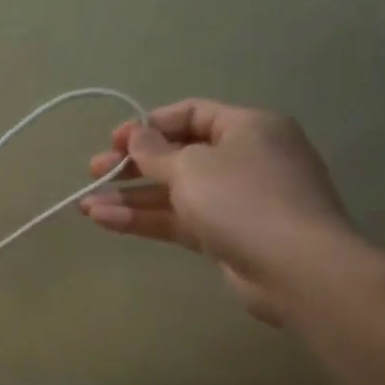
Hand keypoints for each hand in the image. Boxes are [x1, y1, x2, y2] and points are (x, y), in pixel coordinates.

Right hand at [79, 99, 354, 324]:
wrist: (297, 270)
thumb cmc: (242, 200)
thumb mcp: (190, 167)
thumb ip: (155, 152)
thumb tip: (137, 137)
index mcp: (247, 128)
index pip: (191, 114)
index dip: (148, 125)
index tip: (113, 142)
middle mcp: (245, 159)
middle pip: (178, 155)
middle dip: (132, 165)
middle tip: (94, 172)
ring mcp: (238, 200)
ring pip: (175, 192)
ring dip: (130, 197)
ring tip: (86, 206)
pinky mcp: (228, 235)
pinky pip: (181, 219)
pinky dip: (146, 219)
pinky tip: (105, 221)